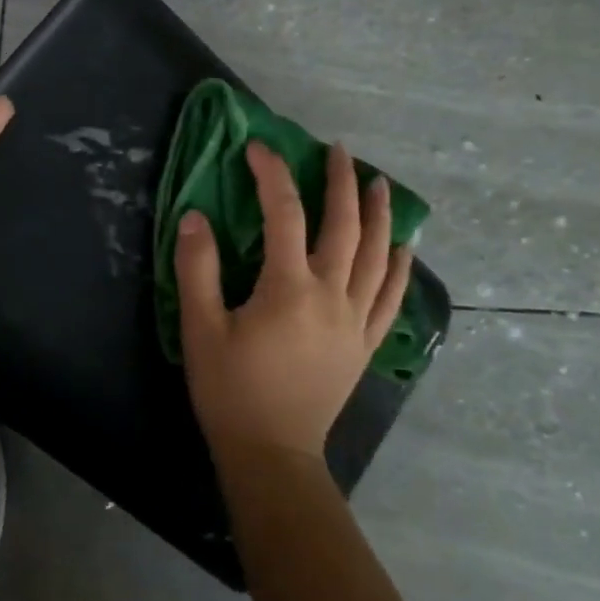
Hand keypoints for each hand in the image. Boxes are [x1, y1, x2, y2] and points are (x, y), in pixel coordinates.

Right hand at [175, 141, 411, 462]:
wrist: (272, 453)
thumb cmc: (230, 390)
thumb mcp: (200, 328)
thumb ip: (197, 268)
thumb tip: (195, 216)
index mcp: (288, 287)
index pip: (284, 213)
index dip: (271, 174)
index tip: (257, 147)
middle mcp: (331, 295)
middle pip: (344, 226)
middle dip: (341, 182)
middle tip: (338, 150)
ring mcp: (355, 320)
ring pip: (378, 256)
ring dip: (380, 216)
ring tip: (379, 183)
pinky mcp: (364, 344)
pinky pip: (391, 298)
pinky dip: (400, 268)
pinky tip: (404, 248)